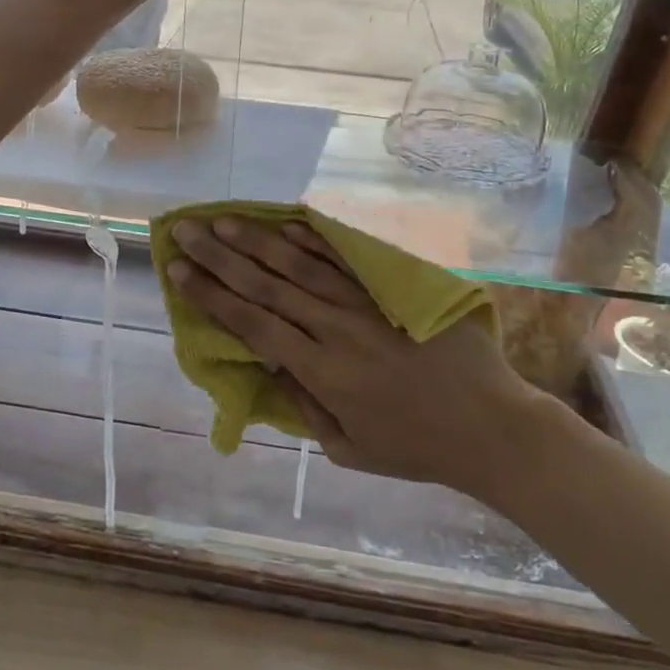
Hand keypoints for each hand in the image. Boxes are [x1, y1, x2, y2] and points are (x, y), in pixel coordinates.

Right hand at [167, 216, 553, 500]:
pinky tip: (286, 222)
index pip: (252, 324)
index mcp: (321, 372)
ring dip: (258, 240)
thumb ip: (305, 405)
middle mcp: (335, 329)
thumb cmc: (416, 448)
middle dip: (220, 256)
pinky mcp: (393, 289)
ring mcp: (365, 304)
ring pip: (301, 264)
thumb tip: (271, 365)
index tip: (178, 270)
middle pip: (266, 284)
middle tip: (185, 228)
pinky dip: (313, 239)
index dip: (211, 296)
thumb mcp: (349, 449)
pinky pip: (345, 259)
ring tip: (224, 220)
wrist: (491, 425)